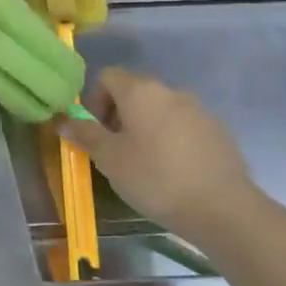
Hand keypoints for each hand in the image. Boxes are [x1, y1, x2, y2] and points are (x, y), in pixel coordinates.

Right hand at [59, 66, 260, 238]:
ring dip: (145, 127)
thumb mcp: (109, 158)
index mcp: (141, 92)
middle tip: (115, 148)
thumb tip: (62, 120)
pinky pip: (183, 126)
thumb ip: (84, 134)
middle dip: (118, 114)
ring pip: (160, 109)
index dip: (94, 100)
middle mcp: (171, 92)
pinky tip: (172, 170)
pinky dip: (170, 139)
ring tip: (144, 162)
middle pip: (135, 91)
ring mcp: (199, 111)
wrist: (223, 209)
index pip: (107, 76)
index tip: (96, 130)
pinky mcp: (218, 132)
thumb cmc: (154, 177)